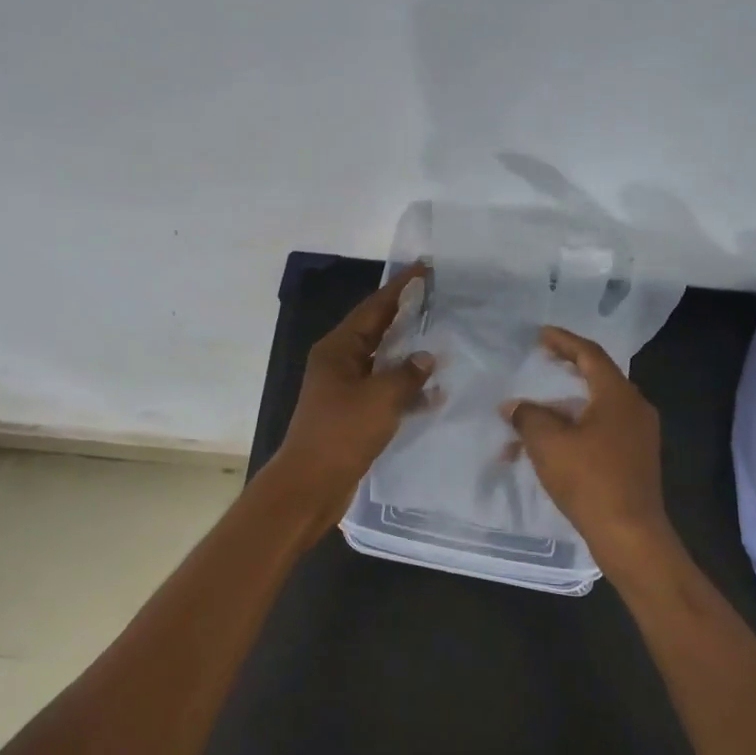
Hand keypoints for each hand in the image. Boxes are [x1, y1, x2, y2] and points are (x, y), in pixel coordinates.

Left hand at [266, 263, 435, 532]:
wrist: (311, 485)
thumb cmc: (341, 433)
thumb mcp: (380, 398)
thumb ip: (407, 374)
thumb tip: (426, 358)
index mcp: (338, 348)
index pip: (374, 308)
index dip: (400, 288)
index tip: (425, 269)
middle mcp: (339, 362)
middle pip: (377, 330)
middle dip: (407, 316)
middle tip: (440, 300)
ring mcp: (344, 388)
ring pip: (383, 362)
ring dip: (409, 354)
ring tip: (443, 341)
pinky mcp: (353, 413)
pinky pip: (384, 391)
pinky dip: (405, 389)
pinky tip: (433, 394)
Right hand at [504, 327, 676, 580]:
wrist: (630, 534)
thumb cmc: (590, 480)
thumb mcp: (548, 443)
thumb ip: (528, 416)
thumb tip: (514, 406)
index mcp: (618, 395)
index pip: (590, 354)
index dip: (564, 341)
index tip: (541, 335)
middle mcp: (635, 409)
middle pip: (597, 378)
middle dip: (566, 370)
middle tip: (541, 362)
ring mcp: (639, 436)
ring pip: (597, 408)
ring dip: (565, 407)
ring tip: (534, 412)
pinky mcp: (636, 459)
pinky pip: (602, 431)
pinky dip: (575, 429)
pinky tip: (551, 445)